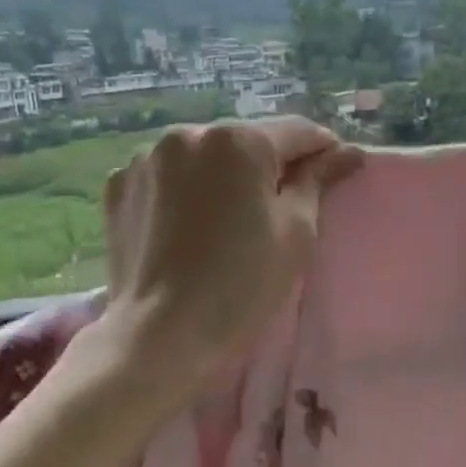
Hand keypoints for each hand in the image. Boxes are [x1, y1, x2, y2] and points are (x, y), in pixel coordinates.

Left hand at [99, 117, 362, 385]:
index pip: (296, 131)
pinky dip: (182, 190)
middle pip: (245, 141)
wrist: (161, 335)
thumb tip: (347, 152)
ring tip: (227, 217)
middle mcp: (187, 134)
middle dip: (268, 164)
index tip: (337, 168)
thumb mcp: (296, 233)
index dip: (323, 149)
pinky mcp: (118, 185)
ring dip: (221, 174)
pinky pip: (165, 175)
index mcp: (238, 141)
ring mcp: (146, 158)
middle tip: (281, 203)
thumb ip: (318, 180)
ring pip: (202, 156)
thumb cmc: (242, 285)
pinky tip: (188, 225)